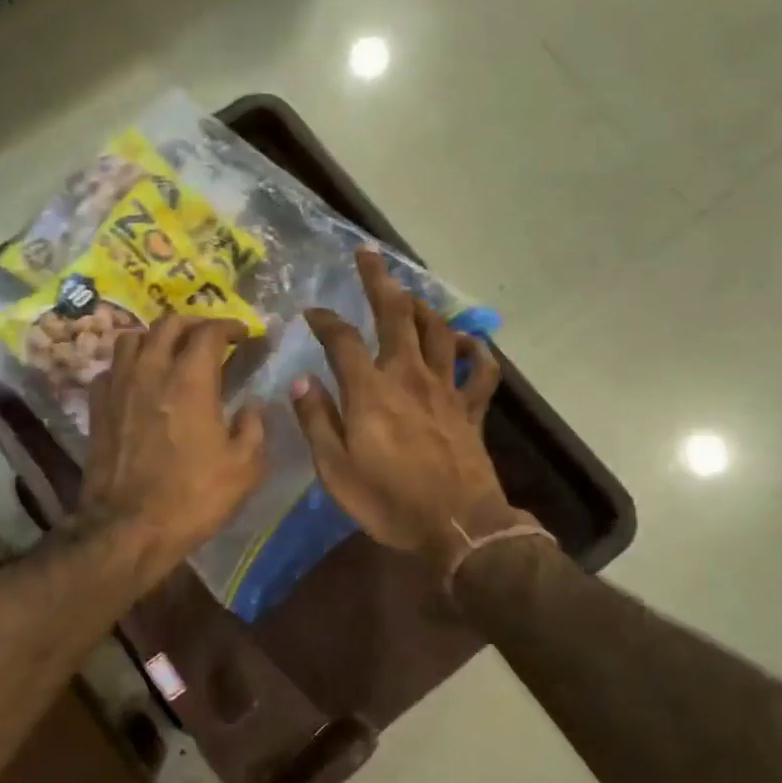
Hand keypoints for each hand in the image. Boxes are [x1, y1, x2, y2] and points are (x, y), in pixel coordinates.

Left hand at [80, 315, 267, 566]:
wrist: (128, 529)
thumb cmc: (192, 497)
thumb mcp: (244, 468)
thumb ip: (254, 427)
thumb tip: (253, 405)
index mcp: (190, 381)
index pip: (209, 332)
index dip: (230, 326)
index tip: (244, 334)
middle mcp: (151, 372)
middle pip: (168, 324)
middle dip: (194, 322)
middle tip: (210, 335)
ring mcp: (118, 388)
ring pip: (132, 338)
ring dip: (155, 337)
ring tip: (170, 351)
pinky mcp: (97, 408)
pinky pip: (110, 369)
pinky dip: (128, 365)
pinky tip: (138, 381)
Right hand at [291, 250, 515, 567]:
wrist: (457, 527)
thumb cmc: (389, 502)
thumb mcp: (336, 470)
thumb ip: (317, 421)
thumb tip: (301, 381)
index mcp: (371, 391)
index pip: (342, 340)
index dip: (325, 321)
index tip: (311, 313)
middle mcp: (409, 377)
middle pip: (396, 316)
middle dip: (379, 281)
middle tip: (368, 255)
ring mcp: (445, 390)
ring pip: (438, 332)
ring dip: (422, 307)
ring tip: (408, 296)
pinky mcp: (471, 408)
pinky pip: (480, 371)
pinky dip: (475, 352)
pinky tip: (465, 343)